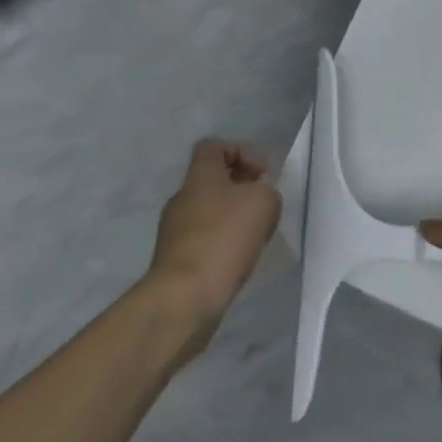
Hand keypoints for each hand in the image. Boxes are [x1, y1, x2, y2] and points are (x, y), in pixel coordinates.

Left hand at [141, 140, 281, 347]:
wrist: (187, 294)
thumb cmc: (226, 236)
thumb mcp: (264, 202)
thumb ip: (266, 192)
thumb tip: (258, 199)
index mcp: (200, 176)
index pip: (213, 146)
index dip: (241, 152)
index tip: (263, 174)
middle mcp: (182, 197)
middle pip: (212, 180)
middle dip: (242, 188)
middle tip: (265, 205)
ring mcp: (175, 229)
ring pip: (210, 210)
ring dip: (235, 217)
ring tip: (257, 235)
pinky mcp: (177, 258)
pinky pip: (206, 238)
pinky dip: (225, 241)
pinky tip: (240, 256)